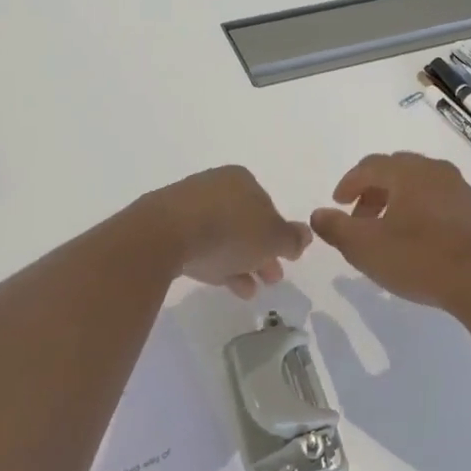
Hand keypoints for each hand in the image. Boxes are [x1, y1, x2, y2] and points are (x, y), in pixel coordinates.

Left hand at [144, 165, 311, 295]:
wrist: (165, 234)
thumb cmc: (229, 230)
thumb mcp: (272, 238)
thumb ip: (292, 238)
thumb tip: (306, 234)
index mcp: (243, 179)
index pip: (269, 207)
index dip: (279, 236)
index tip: (286, 261)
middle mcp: (216, 185)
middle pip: (246, 222)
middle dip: (261, 252)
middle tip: (271, 278)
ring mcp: (188, 205)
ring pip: (223, 236)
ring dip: (240, 262)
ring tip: (249, 291)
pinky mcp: (166, 226)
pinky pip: (199, 244)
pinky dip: (215, 262)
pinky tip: (221, 284)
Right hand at [309, 152, 470, 311]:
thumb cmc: (418, 258)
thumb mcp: (365, 248)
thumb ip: (336, 228)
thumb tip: (318, 214)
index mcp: (408, 172)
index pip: (370, 166)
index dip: (349, 183)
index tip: (338, 203)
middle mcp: (436, 171)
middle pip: (397, 171)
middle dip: (374, 191)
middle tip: (361, 218)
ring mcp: (462, 190)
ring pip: (422, 185)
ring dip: (400, 202)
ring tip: (390, 231)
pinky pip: (443, 202)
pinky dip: (425, 212)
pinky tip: (423, 240)